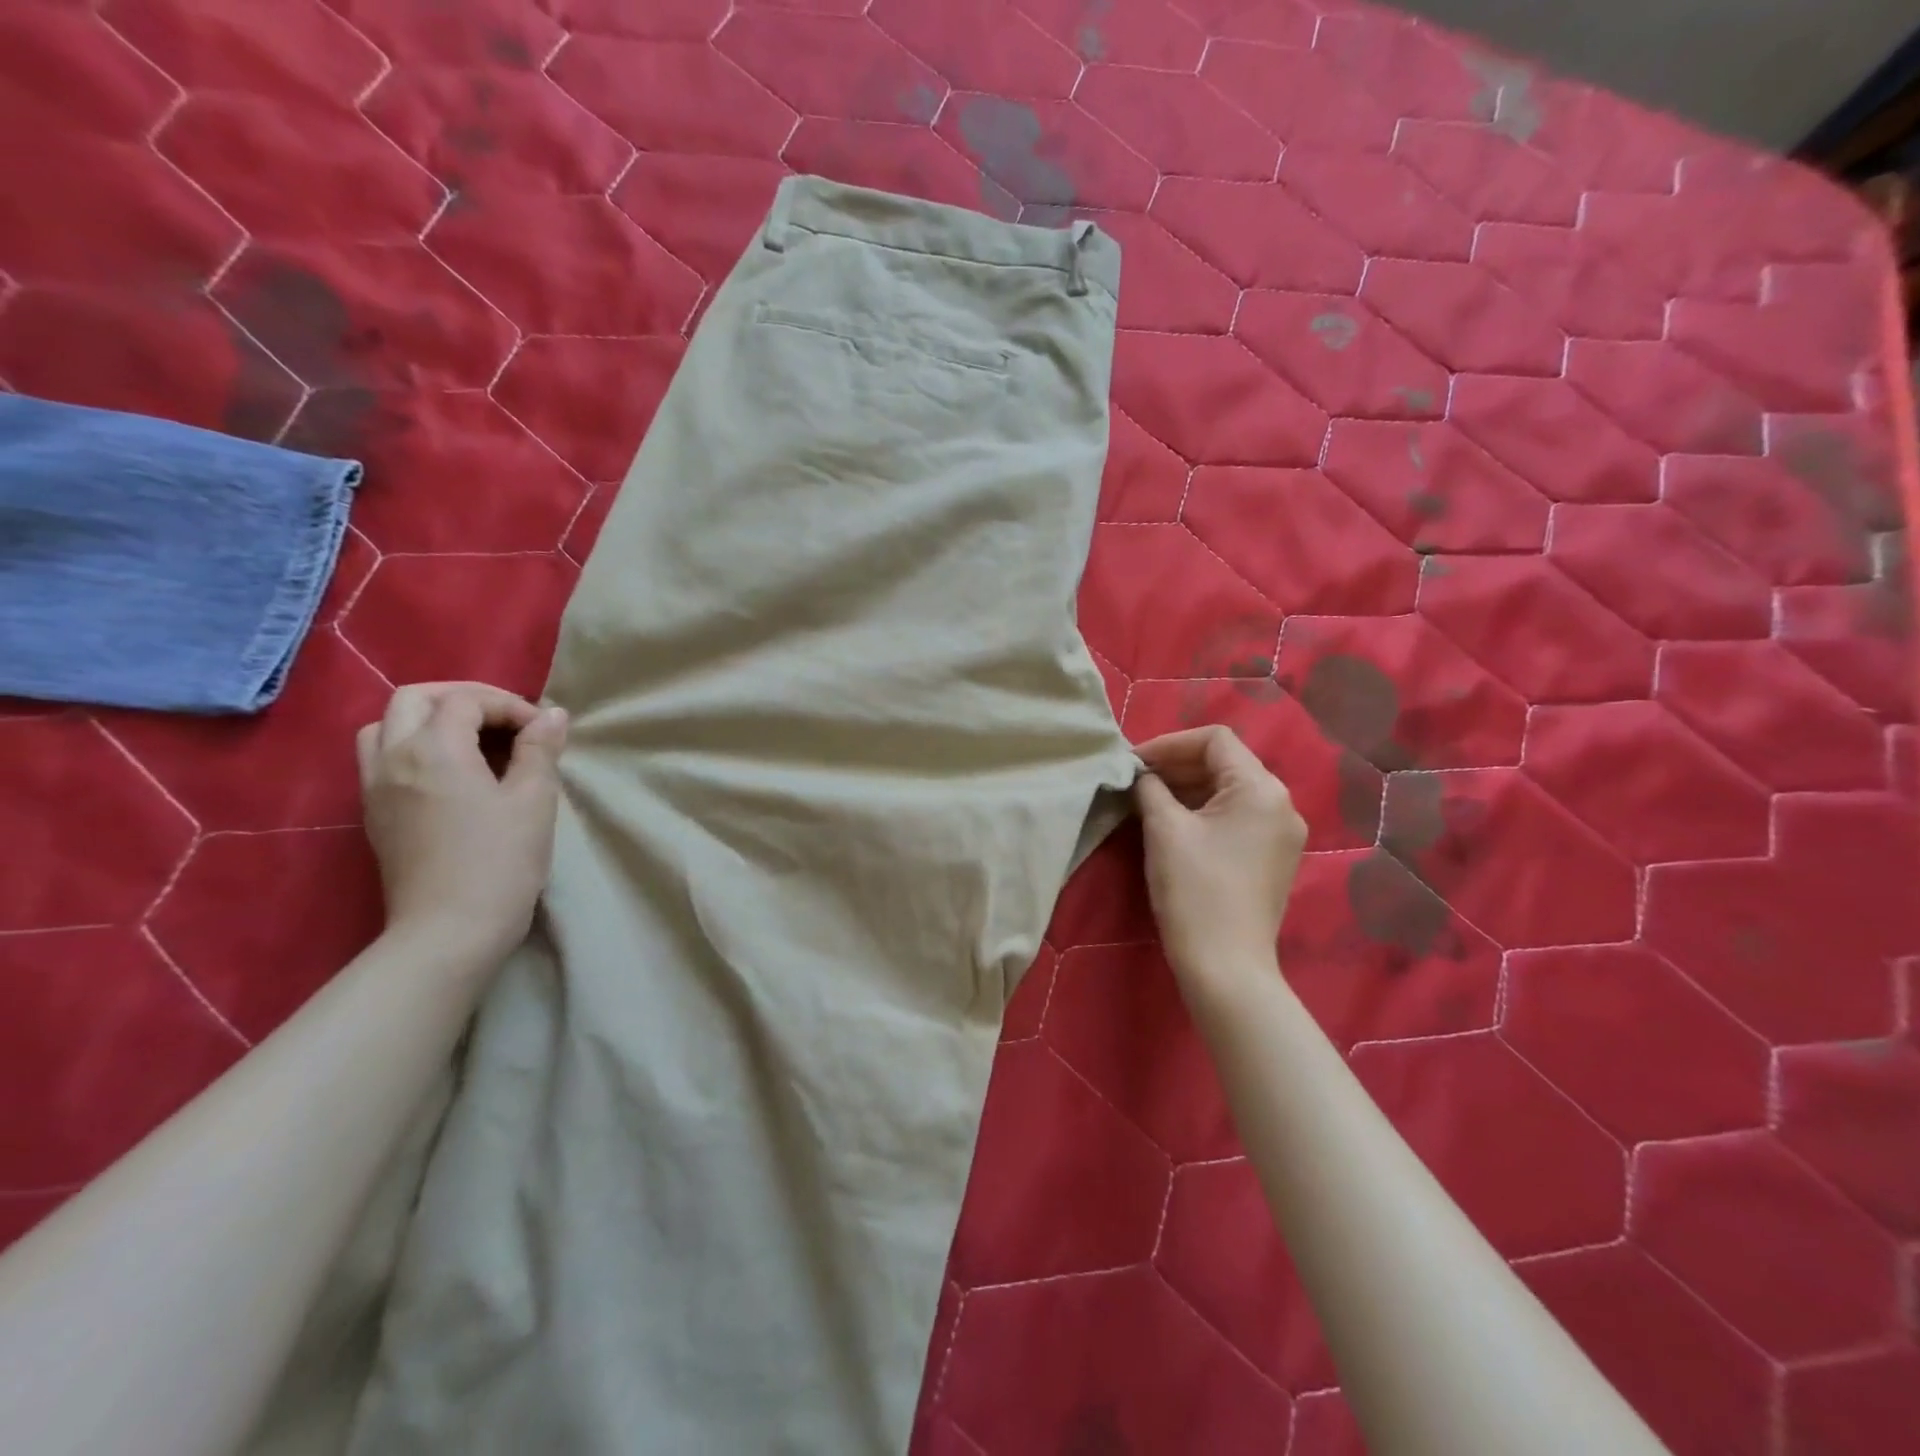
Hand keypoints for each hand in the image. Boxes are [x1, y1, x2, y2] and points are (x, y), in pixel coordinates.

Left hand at [357, 682, 568, 964]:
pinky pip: (382, 758)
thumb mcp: (534, 800)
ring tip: (473, 743)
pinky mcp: (374, 815)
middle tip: (505, 720)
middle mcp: (393, 758)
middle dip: (463, 698)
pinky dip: (414, 747)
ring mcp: (375, 788)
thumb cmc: (500, 861)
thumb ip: (540, 749)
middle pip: (414, 698)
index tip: (543, 731)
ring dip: (429, 720)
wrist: (450, 931)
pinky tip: (451, 775)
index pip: (466, 700)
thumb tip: (552, 715)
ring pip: (387, 726)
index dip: (509, 705)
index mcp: (434, 749)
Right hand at [1133, 726, 1307, 991]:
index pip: (1215, 740)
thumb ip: (1150, 787)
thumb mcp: (1164, 829)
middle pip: (1225, 763)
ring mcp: (1282, 834)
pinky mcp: (1273, 859)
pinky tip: (1173, 826)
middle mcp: (1282, 804)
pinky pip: (1237, 818)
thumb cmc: (1194, 890)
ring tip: (1148, 801)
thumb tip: (1141, 774)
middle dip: (1177, 766)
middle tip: (1135, 781)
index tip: (1134, 763)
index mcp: (1261, 789)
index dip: (1169, 743)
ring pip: (1230, 791)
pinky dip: (1204, 812)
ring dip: (1188, 789)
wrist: (1226, 967)